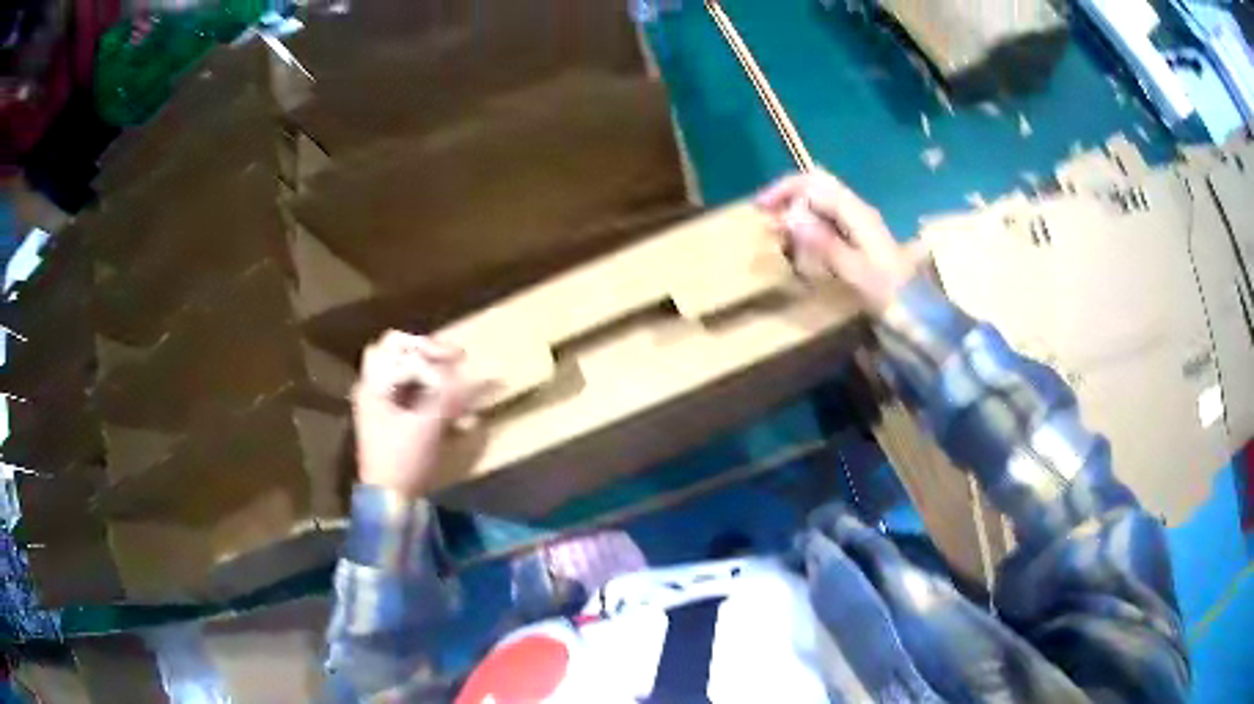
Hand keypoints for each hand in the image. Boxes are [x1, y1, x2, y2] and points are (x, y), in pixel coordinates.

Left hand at [352, 331, 484, 498]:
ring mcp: (376, 402)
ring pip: (398, 367)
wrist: (387, 500)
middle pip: (394, 349)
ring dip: (424, 366)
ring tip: (450, 375)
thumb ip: (455, 397)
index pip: (405, 353)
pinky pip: (403, 386)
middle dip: (425, 350)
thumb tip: (489, 377)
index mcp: (374, 385)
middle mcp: (370, 387)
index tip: (460, 368)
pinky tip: (441, 395)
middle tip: (453, 358)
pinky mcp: (385, 417)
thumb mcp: (430, 426)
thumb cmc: (403, 461)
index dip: (434, 359)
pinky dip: (422, 384)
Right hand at [756, 170, 922, 314]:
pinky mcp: (860, 237)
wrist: (917, 309)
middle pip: (818, 186)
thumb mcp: (854, 270)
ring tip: (778, 230)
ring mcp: (860, 222)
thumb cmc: (887, 291)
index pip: (813, 184)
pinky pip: (829, 218)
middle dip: (789, 195)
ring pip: (822, 201)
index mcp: (855, 212)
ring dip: (797, 209)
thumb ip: (823, 242)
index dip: (784, 190)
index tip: (760, 209)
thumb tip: (789, 217)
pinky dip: (809, 223)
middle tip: (765, 216)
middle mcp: (857, 210)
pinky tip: (801, 241)